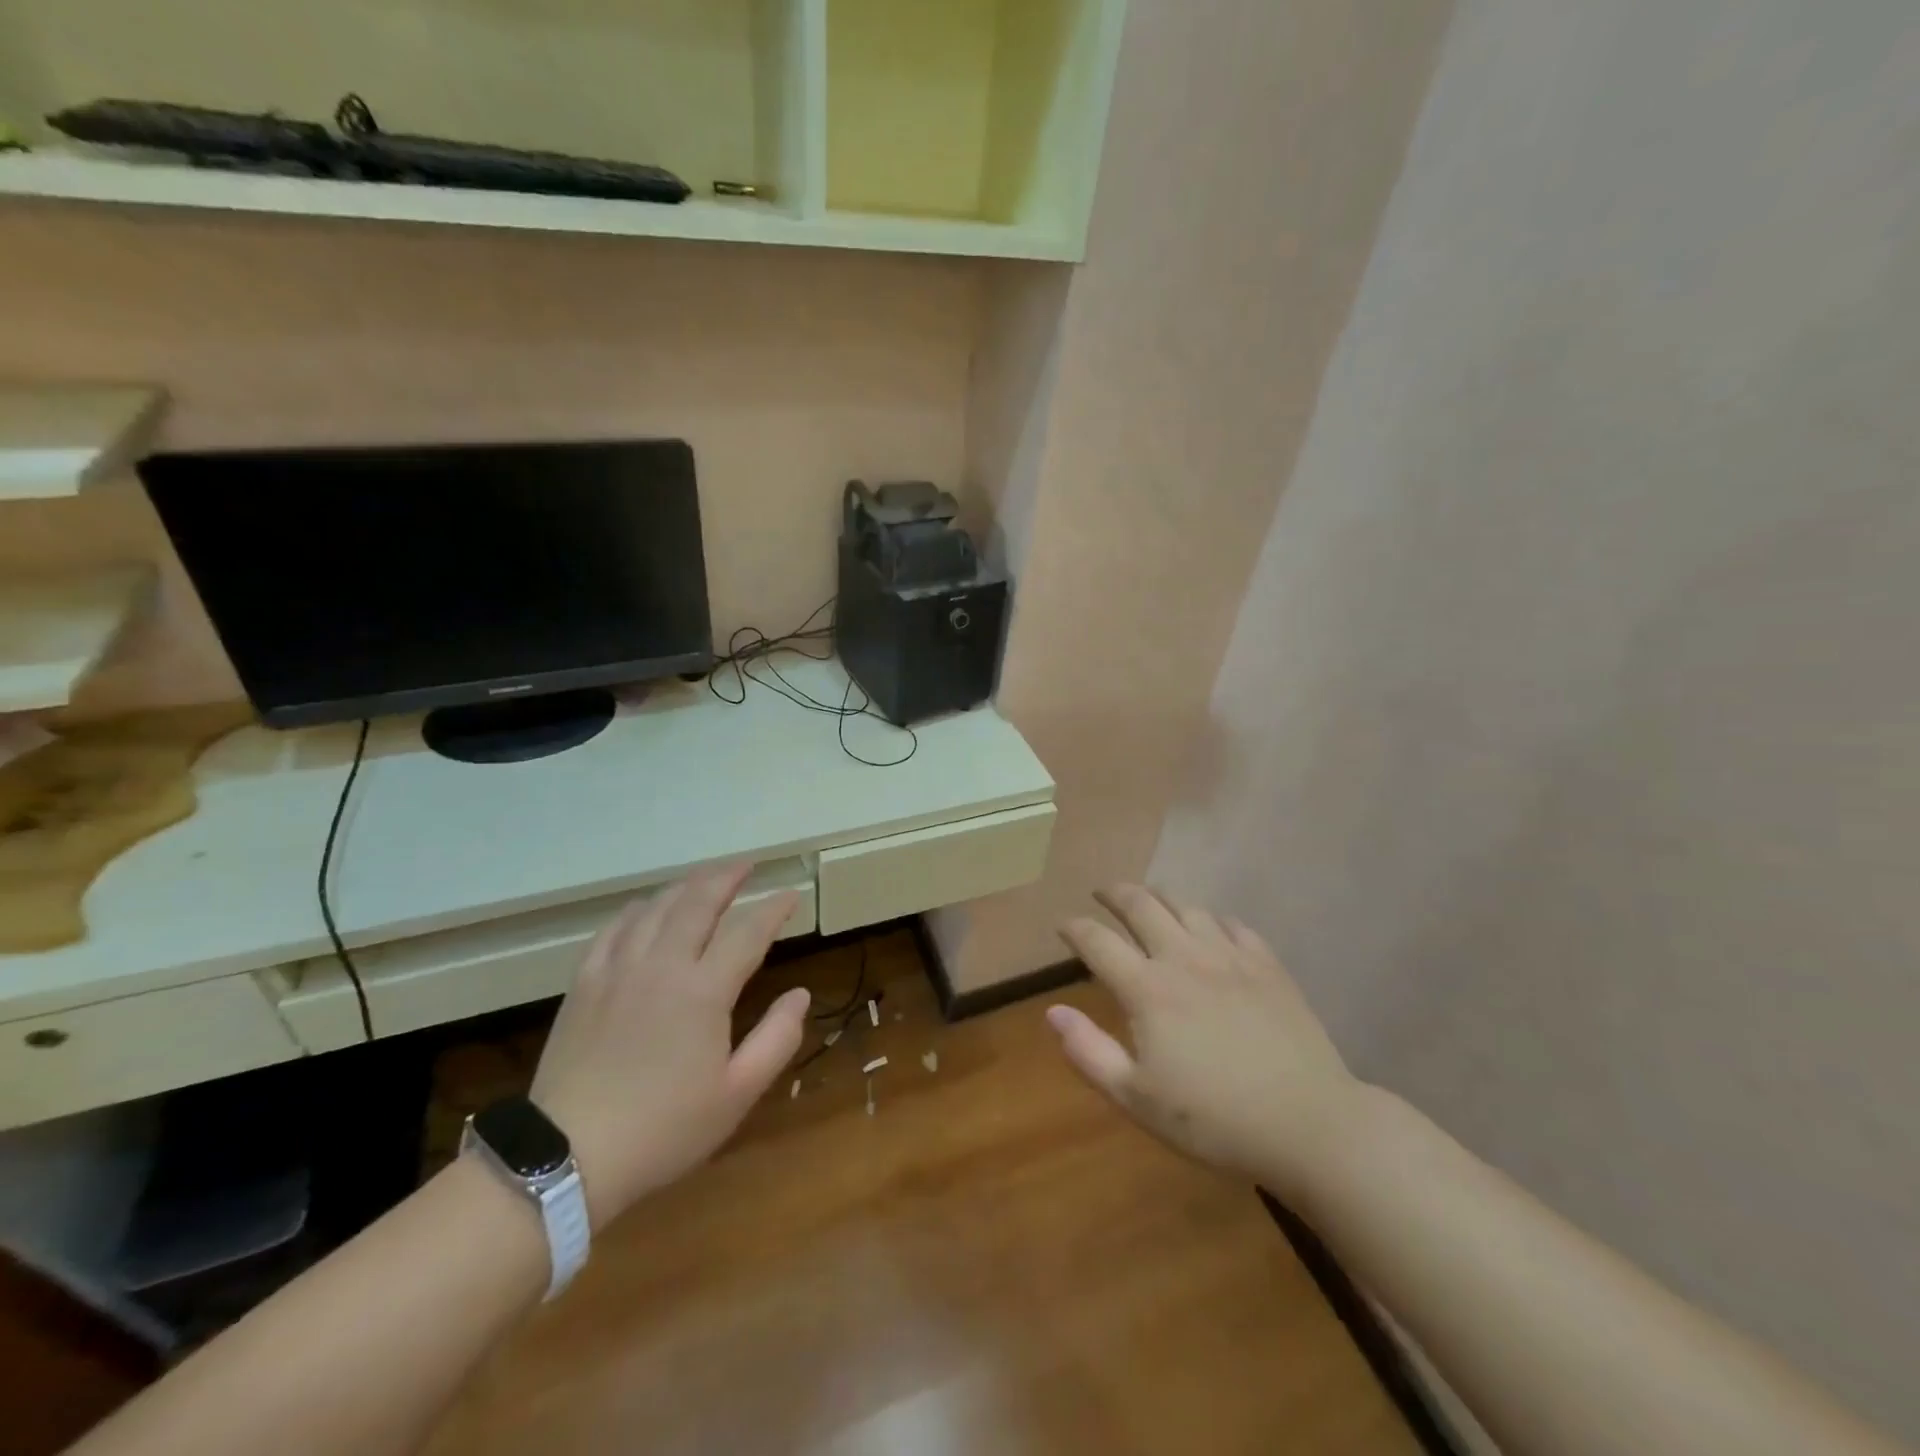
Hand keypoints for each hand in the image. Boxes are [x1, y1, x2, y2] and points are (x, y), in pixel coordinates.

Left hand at [529, 864, 807, 1227]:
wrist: (567, 1158)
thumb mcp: (736, 1094)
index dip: (774, 908)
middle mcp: (662, 965)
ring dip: (686, 886)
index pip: (748, 931)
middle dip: (727, 877)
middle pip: (698, 901)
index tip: (791, 894)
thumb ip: (777, 1039)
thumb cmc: (663, 1129)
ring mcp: (618, 969)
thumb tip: (800, 995)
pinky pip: (615, 928)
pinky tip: (647, 908)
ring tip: (706, 879)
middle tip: (747, 865)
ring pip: (656, 906)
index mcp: (703, 990)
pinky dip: (638, 909)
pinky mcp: (585, 982)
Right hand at [1052, 885, 1364, 1203]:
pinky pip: (1233, 925)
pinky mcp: (1267, 965)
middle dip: (1115, 894)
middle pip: (1141, 906)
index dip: (1074, 928)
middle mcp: (1184, 958)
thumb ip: (1089, 1053)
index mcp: (1148, 989)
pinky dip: (1211, 918)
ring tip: (1149, 899)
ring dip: (1160, 897)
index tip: (1063, 925)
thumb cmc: (1214, 1120)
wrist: (1309, 1124)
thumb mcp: (1137, 1099)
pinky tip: (1210, 927)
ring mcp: (1230, 956)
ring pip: (1187, 906)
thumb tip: (1052, 1012)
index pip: (1098, 942)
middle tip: (1102, 893)